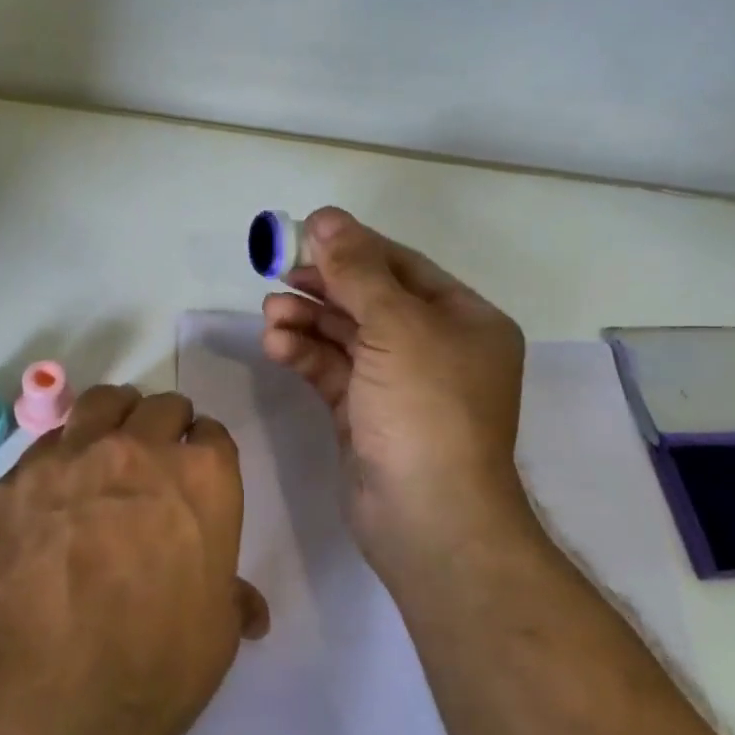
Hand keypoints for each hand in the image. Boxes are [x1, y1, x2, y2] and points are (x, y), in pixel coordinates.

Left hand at [0, 385, 269, 734]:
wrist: (33, 698)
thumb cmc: (148, 671)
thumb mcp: (213, 641)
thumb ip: (229, 601)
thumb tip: (247, 606)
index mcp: (201, 480)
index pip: (212, 436)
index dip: (206, 453)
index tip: (198, 473)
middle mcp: (137, 451)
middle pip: (160, 407)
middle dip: (165, 427)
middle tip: (156, 460)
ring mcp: (69, 458)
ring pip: (101, 404)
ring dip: (114, 418)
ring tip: (107, 449)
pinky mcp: (13, 480)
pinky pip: (46, 445)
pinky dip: (61, 455)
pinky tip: (54, 492)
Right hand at [261, 207, 531, 583]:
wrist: (428, 518)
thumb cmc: (426, 409)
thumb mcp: (396, 326)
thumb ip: (357, 270)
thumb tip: (326, 217)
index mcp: (464, 320)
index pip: (402, 268)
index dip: (354, 247)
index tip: (304, 233)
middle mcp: (436, 348)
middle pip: (370, 300)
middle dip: (324, 287)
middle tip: (277, 274)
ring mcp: (399, 385)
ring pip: (346, 338)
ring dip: (307, 321)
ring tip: (270, 312)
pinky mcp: (366, 416)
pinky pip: (333, 372)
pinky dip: (305, 355)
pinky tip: (276, 345)